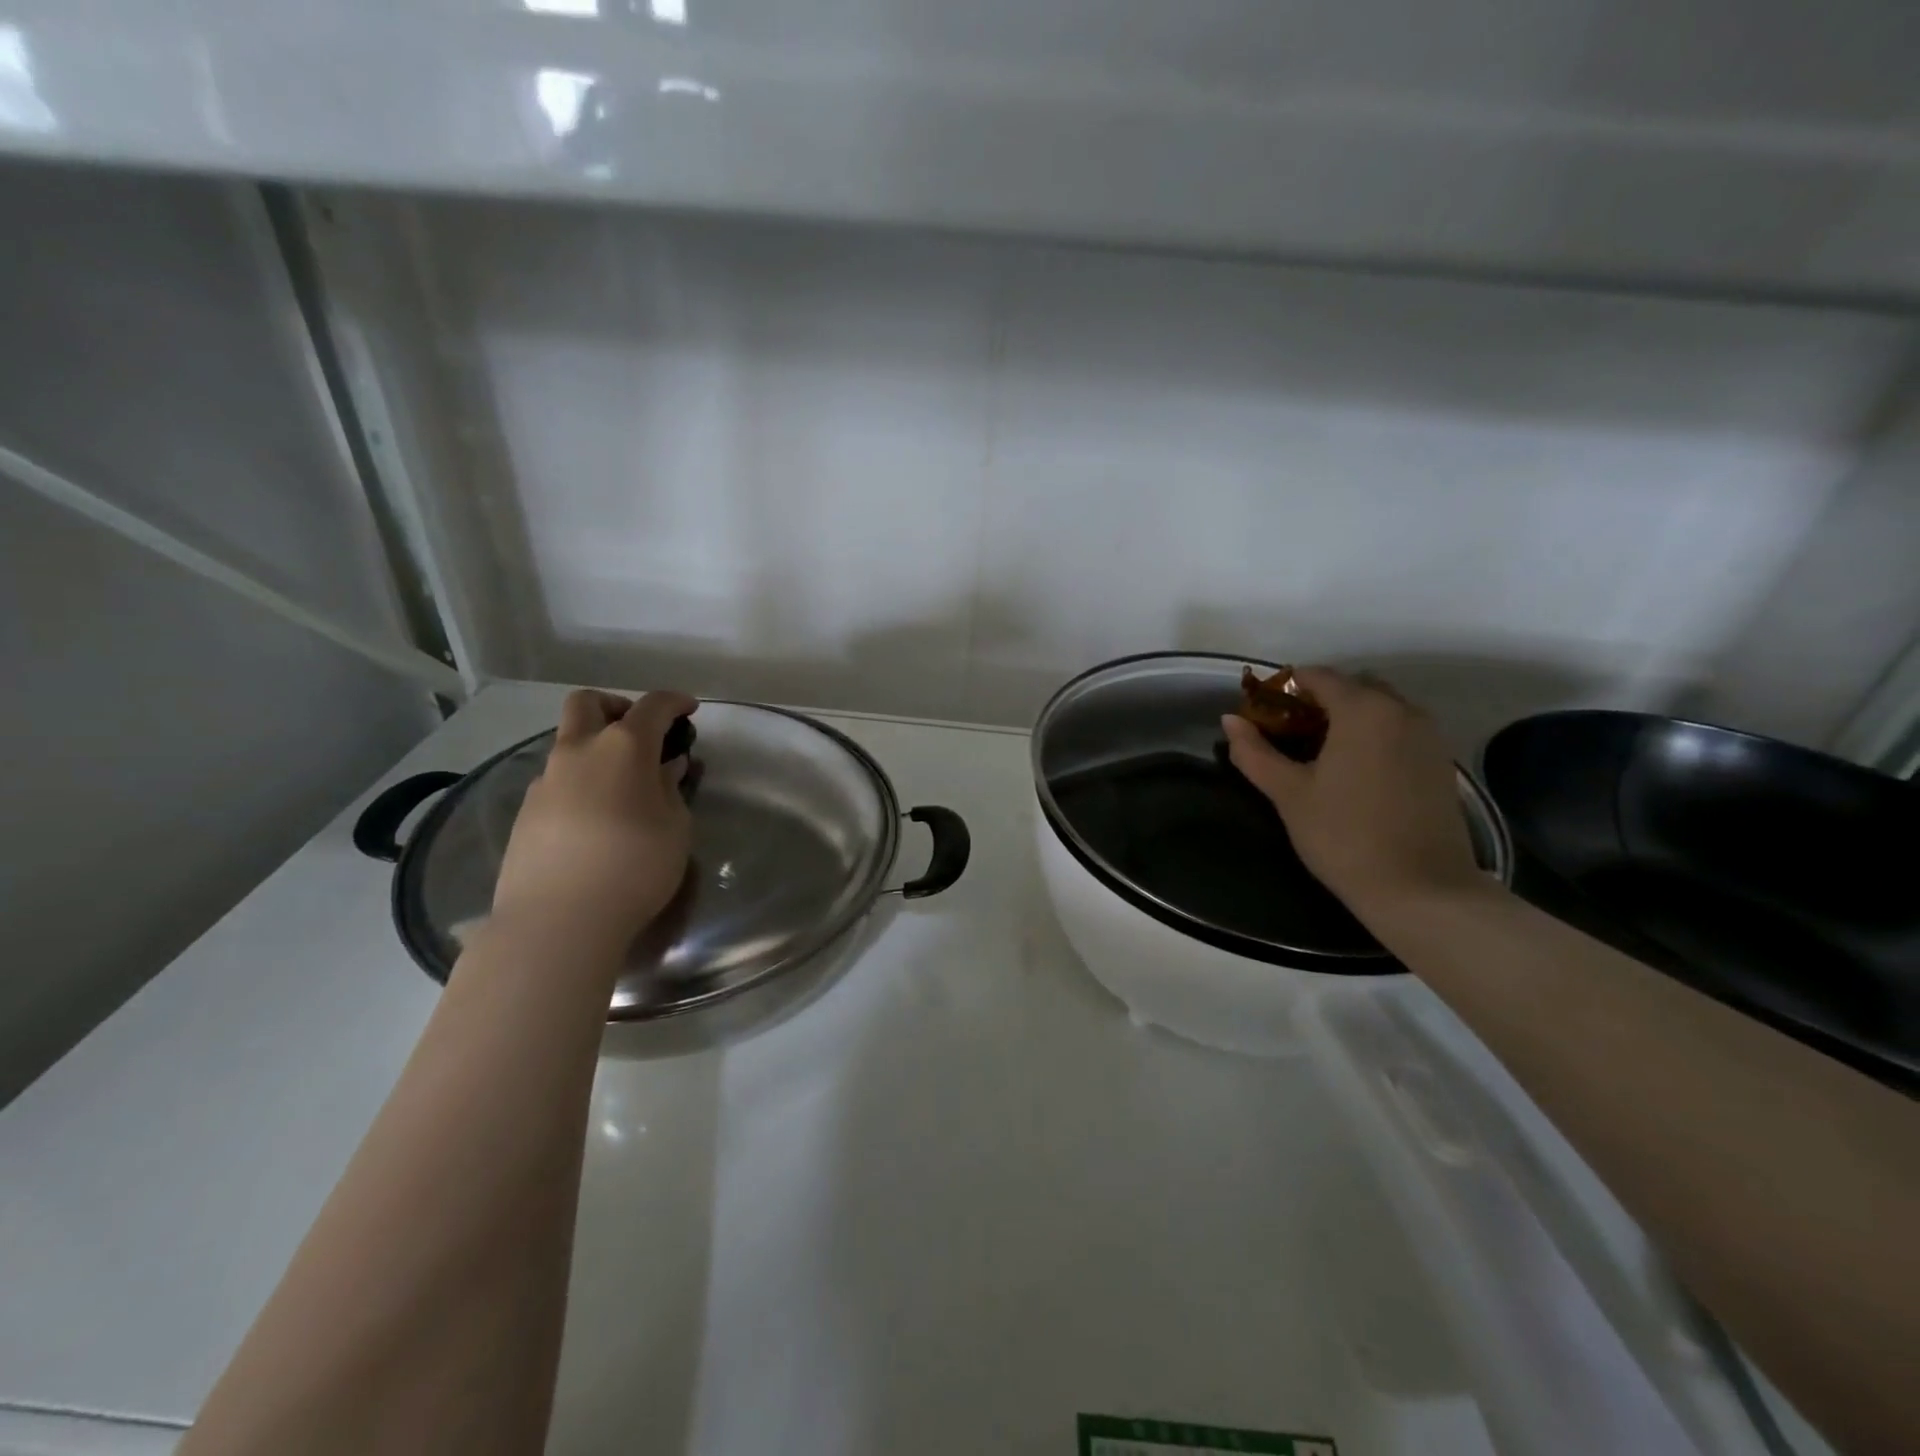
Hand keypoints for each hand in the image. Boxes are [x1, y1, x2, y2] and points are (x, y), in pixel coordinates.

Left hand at [490, 689, 697, 954]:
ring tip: (623, 788)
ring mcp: (546, 781)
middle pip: (588, 703)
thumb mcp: (675, 828)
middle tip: (640, 734)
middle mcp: (579, 751)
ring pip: (568, 743)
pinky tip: (596, 821)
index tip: (690, 710)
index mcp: (623, 747)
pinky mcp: (526, 812)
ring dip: (596, 750)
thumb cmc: (635, 866)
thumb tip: (666, 769)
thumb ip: (671, 790)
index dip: (675, 702)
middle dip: (617, 707)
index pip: (653, 706)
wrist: (558, 920)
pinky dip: (580, 784)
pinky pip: (558, 781)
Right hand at [1220, 667, 1481, 916]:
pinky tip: (1354, 773)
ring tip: (1319, 755)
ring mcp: (1428, 736)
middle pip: (1353, 687)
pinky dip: (1373, 736)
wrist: (1422, 890)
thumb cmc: (1344, 836)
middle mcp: (1402, 710)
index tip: (1261, 715)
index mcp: (1363, 709)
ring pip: (1380, 708)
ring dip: (1348, 718)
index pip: (1317, 676)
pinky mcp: (1441, 763)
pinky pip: (1400, 730)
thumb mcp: (1289, 794)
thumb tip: (1230, 719)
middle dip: (1318, 701)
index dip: (1284, 689)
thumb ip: (1255, 752)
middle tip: (1288, 735)